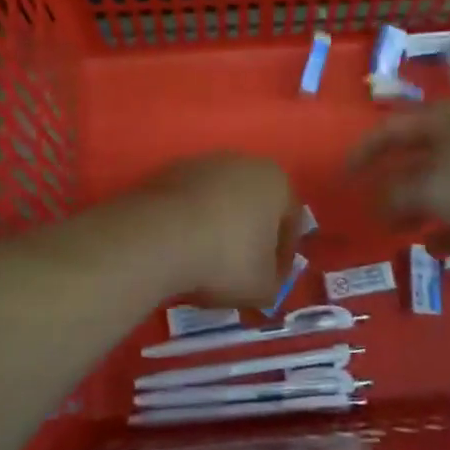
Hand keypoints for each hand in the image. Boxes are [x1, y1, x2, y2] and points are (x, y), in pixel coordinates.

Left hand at [136, 154, 299, 306]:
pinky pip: (187, 204)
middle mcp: (241, 161)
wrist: (159, 237)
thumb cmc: (226, 259)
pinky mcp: (166, 172)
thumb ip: (274, 283)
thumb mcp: (263, 287)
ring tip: (205, 263)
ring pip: (218, 202)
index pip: (290, 221)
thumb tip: (265, 281)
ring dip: (216, 228)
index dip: (283, 257)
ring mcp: (200, 163)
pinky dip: (188, 224)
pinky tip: (179, 250)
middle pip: (253, 205)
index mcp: (276, 180)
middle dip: (249, 237)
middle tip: (240, 272)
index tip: (271, 281)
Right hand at [350, 101, 449, 245]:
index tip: (343, 176)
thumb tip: (378, 203)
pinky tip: (438, 248)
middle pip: (419, 155)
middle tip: (373, 209)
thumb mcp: (434, 190)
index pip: (392, 129)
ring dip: (420, 206)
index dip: (364, 151)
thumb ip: (398, 196)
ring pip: (445, 183)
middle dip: (393, 183)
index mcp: (446, 119)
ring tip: (401, 231)